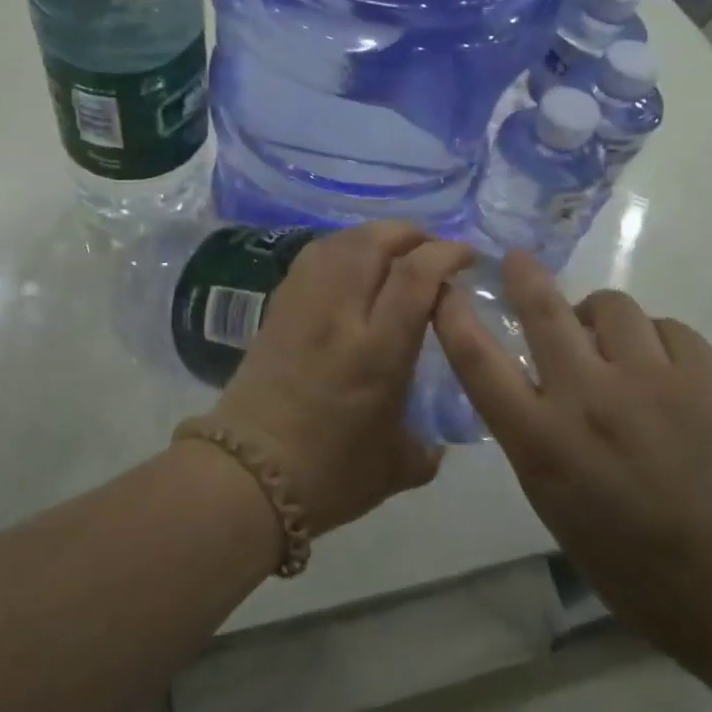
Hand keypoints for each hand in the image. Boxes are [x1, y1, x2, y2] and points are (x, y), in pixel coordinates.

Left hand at [209, 222, 474, 535]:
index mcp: (378, 350)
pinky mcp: (276, 310)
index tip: (466, 256)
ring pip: (339, 243)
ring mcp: (302, 307)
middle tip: (431, 247)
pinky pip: (311, 259)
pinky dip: (339, 248)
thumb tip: (437, 444)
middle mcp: (340, 315)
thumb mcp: (394, 469)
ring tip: (393, 250)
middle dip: (411, 233)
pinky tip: (349, 264)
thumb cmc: (327, 477)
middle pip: (374, 243)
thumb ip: (425, 449)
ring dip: (373, 236)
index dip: (445, 253)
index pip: (416, 276)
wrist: (245, 478)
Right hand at [432, 250, 711, 668]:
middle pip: (543, 309)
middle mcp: (587, 400)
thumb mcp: (552, 500)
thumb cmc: (630, 562)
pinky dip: (656, 341)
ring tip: (613, 342)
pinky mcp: (706, 378)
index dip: (453, 314)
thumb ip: (533, 432)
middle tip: (520, 261)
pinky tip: (664, 370)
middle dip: (524, 275)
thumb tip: (534, 376)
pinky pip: (668, 328)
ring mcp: (651, 383)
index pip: (477, 359)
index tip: (446, 288)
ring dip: (600, 317)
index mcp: (540, 442)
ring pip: (612, 306)